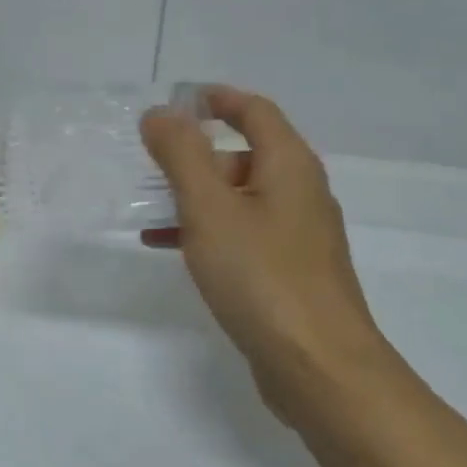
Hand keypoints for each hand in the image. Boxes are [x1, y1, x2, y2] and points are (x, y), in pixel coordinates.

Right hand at [140, 88, 393, 419]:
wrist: (318, 366)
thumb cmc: (261, 276)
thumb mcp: (210, 207)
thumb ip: (181, 155)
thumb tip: (161, 113)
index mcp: (289, 166)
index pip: (255, 111)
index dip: (217, 99)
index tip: (177, 102)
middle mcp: (301, 194)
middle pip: (246, 155)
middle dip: (196, 155)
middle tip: (151, 165)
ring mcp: (299, 237)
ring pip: (240, 199)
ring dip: (196, 197)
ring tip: (149, 210)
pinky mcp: (290, 273)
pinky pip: (244, 235)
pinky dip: (208, 231)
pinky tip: (172, 250)